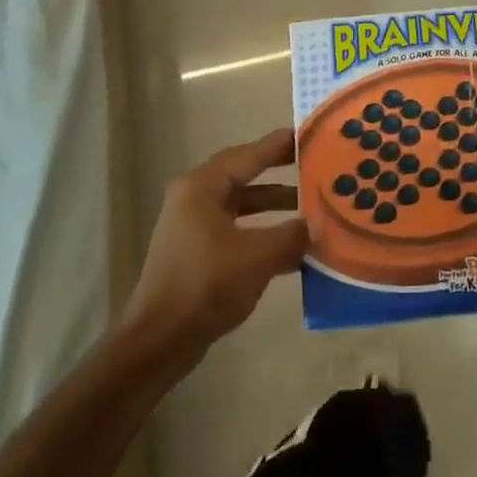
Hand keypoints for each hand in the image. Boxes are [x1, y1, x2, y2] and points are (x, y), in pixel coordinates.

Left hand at [124, 128, 309, 364]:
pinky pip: (237, 232)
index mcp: (202, 188)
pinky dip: (263, 235)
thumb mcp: (258, 256)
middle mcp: (194, 199)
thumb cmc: (207, 284)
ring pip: (242, 207)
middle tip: (314, 167)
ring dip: (275, 209)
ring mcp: (194, 228)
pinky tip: (294, 251)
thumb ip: (292, 234)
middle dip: (280, 174)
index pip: (248, 155)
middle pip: (244, 177)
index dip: (279, 145)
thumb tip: (315, 225)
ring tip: (311, 210)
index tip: (308, 136)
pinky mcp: (197, 254)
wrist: (161, 340)